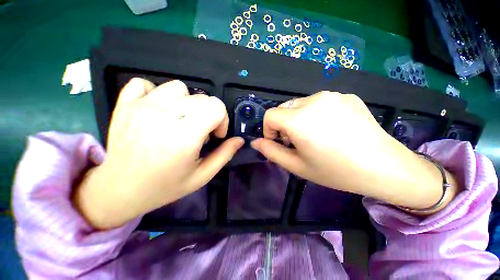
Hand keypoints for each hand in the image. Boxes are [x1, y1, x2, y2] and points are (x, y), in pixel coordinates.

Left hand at [73, 78, 243, 228]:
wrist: (120, 189)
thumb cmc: (165, 186)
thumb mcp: (202, 176)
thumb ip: (224, 155)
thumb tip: (239, 140)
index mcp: (184, 137)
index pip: (216, 107)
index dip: (222, 119)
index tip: (215, 134)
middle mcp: (163, 116)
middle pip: (202, 98)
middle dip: (209, 114)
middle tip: (199, 132)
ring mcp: (140, 107)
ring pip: (178, 87)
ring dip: (187, 103)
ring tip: (181, 120)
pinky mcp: (125, 104)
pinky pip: (146, 83)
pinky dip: (156, 93)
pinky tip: (158, 110)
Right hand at [251, 92, 458, 212]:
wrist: (384, 167)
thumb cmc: (335, 171)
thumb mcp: (297, 166)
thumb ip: (271, 152)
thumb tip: (256, 142)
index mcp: (299, 119)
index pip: (270, 115)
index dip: (269, 130)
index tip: (280, 142)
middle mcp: (314, 100)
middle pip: (284, 108)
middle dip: (284, 125)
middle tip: (298, 142)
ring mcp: (333, 95)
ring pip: (301, 104)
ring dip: (299, 118)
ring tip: (315, 135)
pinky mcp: (347, 96)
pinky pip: (320, 102)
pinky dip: (317, 114)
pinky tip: (332, 128)